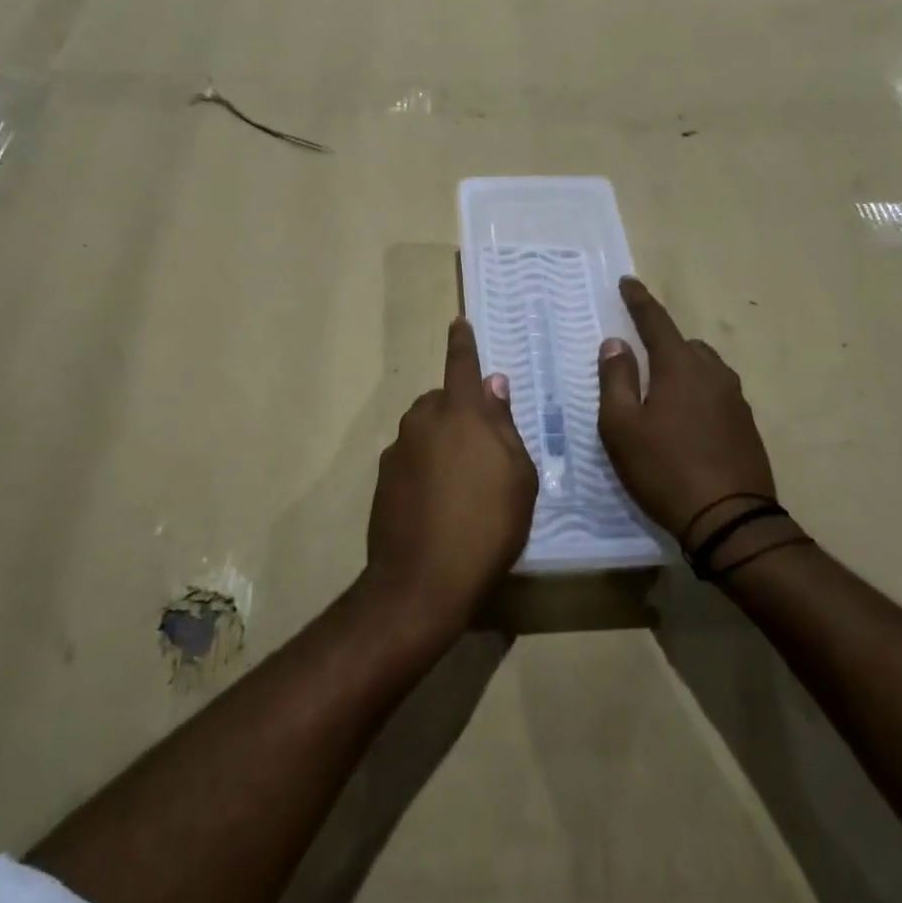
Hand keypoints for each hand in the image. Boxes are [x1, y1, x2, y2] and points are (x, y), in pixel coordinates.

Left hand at [364, 319, 536, 636]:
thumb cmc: (487, 525)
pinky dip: (425, 465)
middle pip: (443, 401)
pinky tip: (439, 500)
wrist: (422, 579)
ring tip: (463, 479)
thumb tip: (494, 386)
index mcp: (460, 413)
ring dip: (442, 439)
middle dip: (460, 410)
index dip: (463, 343)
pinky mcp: (383, 479)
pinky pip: (411, 457)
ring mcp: (398, 450)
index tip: (458, 323)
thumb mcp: (518, 476)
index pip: (462, 365)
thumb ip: (504, 425)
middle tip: (483, 445)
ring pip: (425, 429)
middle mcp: (422, 421)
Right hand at [597, 277, 777, 545]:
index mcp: (681, 367)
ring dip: (681, 371)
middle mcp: (714, 374)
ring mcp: (736, 400)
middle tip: (638, 362)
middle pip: (684, 344)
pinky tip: (685, 424)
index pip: (656, 321)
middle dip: (661, 343)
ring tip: (660, 396)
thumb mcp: (621, 426)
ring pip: (704, 369)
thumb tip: (616, 344)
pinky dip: (697, 395)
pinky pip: (716, 394)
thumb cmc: (664, 469)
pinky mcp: (747, 425)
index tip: (628, 282)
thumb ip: (616, 379)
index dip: (639, 300)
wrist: (730, 520)